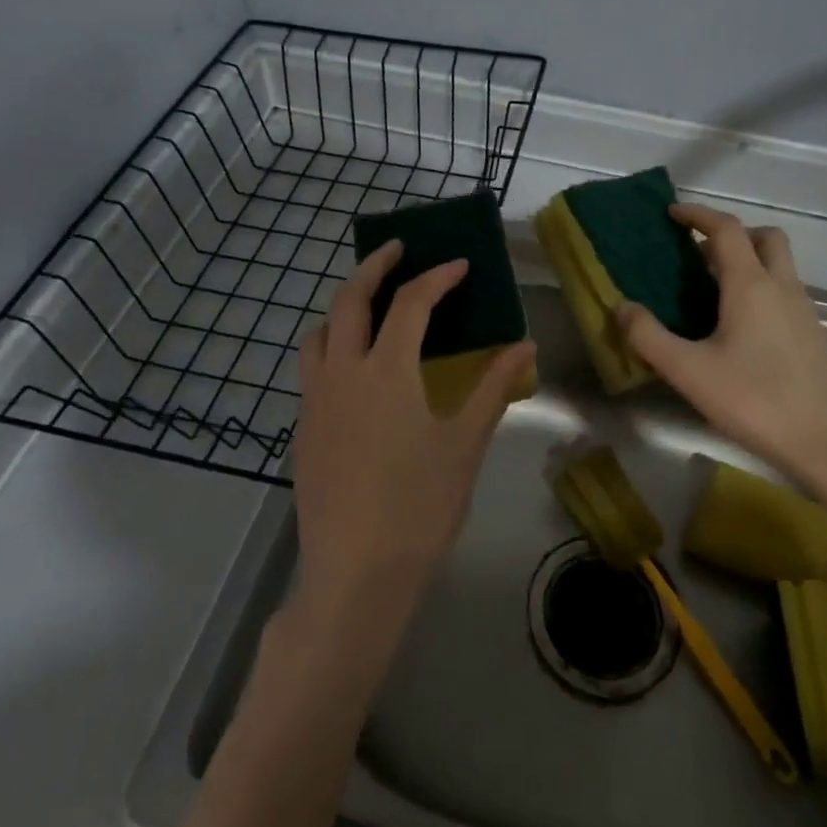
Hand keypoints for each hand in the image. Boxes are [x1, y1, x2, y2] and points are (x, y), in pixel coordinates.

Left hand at [291, 241, 536, 625]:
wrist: (355, 576)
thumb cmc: (420, 508)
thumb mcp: (465, 444)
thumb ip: (493, 388)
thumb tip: (525, 347)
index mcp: (386, 371)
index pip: (410, 303)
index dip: (437, 278)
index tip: (459, 264)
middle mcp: (342, 373)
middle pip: (349, 300)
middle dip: (373, 267)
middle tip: (396, 249)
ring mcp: (314, 402)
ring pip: (318, 333)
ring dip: (342, 306)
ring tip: (368, 305)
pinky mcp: (302, 430)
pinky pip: (311, 369)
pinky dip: (331, 346)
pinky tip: (354, 371)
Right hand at [617, 203, 826, 492]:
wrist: (826, 442)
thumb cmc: (753, 400)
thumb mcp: (689, 371)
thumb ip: (648, 337)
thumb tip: (622, 307)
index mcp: (750, 285)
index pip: (726, 229)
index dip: (698, 215)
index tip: (672, 214)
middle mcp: (782, 286)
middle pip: (764, 237)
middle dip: (731, 234)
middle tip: (699, 254)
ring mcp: (803, 309)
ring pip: (778, 264)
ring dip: (748, 260)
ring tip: (712, 289)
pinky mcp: (812, 333)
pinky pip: (784, 290)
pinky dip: (760, 287)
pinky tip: (739, 324)